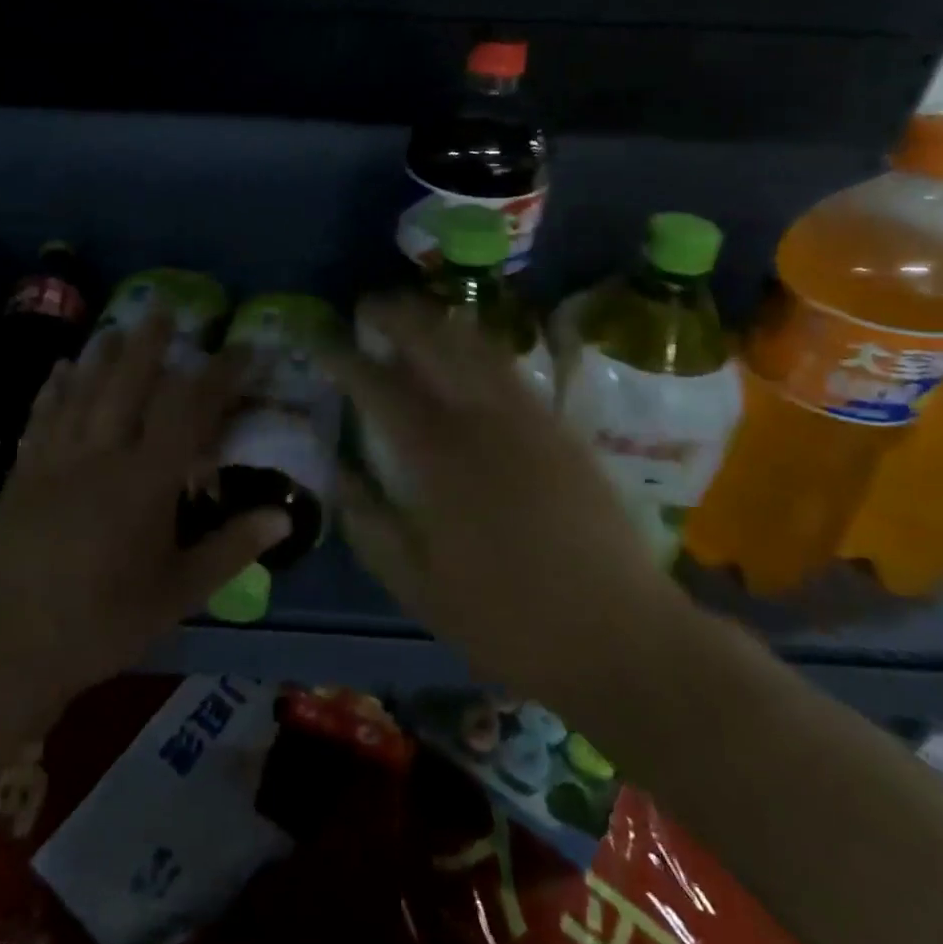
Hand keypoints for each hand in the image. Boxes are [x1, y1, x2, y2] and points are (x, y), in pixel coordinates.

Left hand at [0, 315, 289, 783]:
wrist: (3, 650)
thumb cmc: (102, 624)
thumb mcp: (178, 594)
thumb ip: (231, 548)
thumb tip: (283, 516)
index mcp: (145, 481)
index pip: (190, 409)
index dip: (220, 374)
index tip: (242, 349)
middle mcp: (101, 455)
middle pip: (128, 382)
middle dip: (150, 342)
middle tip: (165, 309)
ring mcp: (55, 460)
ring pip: (82, 390)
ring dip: (102, 354)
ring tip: (117, 325)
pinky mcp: (22, 474)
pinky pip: (41, 417)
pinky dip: (53, 388)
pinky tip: (59, 369)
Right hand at [324, 293, 680, 708]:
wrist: (621, 636)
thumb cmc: (508, 621)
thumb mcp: (418, 587)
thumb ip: (371, 526)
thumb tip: (342, 477)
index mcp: (440, 459)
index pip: (380, 389)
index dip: (345, 359)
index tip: (322, 340)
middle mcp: (483, 422)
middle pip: (434, 344)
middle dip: (396, 317)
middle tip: (369, 307)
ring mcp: (529, 419)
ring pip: (478, 347)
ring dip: (440, 323)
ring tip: (415, 316)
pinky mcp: (561, 428)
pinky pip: (510, 370)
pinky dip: (479, 348)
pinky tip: (468, 355)